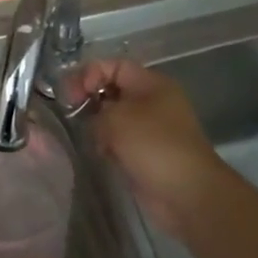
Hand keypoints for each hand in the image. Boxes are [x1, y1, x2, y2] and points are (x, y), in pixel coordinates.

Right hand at [78, 59, 241, 240]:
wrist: (185, 192)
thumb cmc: (153, 146)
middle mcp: (152, 101)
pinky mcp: (144, 151)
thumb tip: (92, 119)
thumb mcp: (117, 118)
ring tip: (90, 138)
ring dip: (97, 126)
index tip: (73, 95)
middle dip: (90, 100)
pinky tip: (102, 154)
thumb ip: (95, 108)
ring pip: (112, 117)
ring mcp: (149, 128)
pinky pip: (118, 140)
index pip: (114, 65)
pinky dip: (106, 144)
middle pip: (112, 90)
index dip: (90, 74)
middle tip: (72, 114)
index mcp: (152, 84)